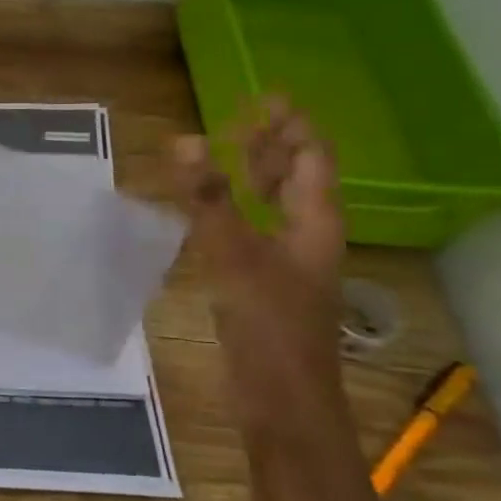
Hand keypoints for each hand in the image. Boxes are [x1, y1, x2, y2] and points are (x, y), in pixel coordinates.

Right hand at [173, 99, 348, 442]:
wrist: (283, 402)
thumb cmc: (269, 327)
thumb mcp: (234, 257)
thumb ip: (209, 200)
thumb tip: (186, 140)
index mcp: (314, 223)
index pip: (310, 159)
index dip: (290, 126)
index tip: (263, 98)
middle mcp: (307, 237)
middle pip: (299, 180)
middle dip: (274, 147)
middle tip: (242, 121)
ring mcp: (289, 265)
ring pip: (278, 208)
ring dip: (258, 179)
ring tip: (231, 157)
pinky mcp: (267, 287)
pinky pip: (256, 233)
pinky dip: (237, 212)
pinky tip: (213, 217)